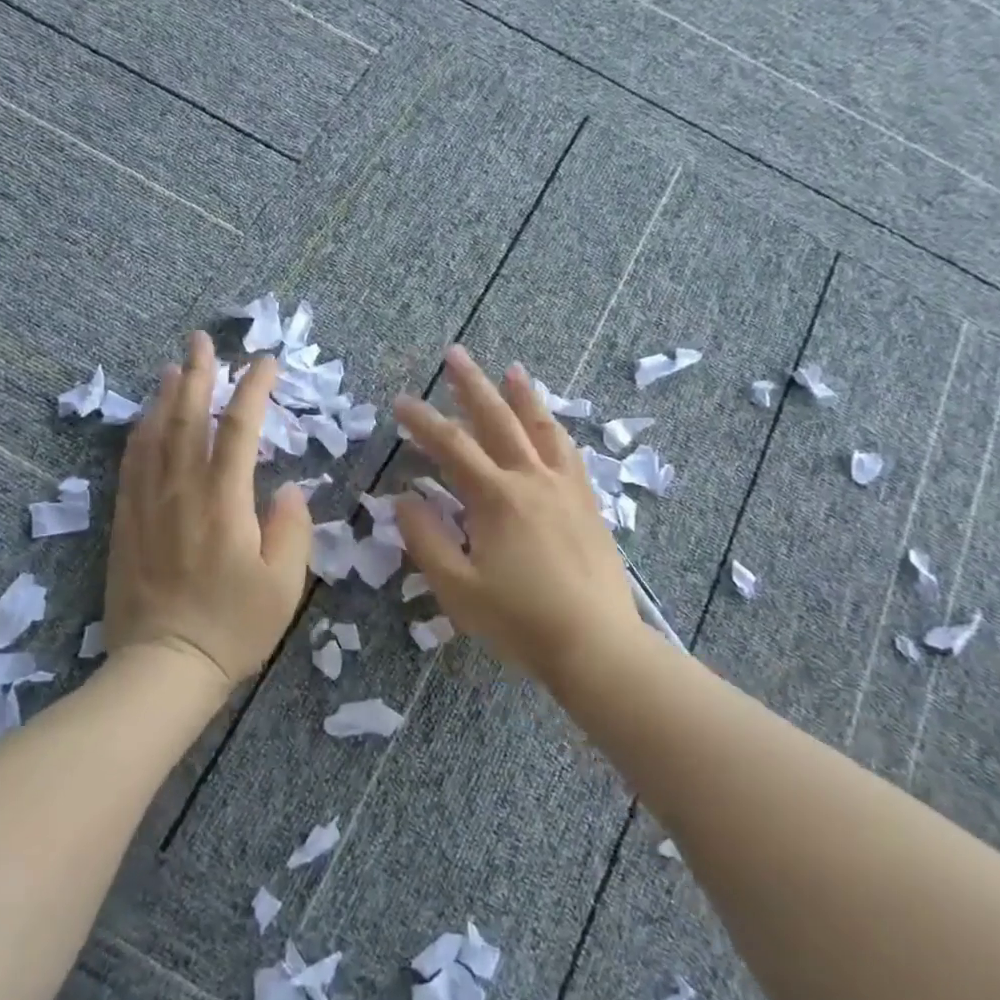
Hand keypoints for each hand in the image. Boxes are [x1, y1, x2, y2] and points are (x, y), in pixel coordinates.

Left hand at [104, 332, 312, 687]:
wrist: (164, 666)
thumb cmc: (234, 627)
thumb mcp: (284, 584)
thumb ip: (291, 528)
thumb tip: (287, 489)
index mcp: (224, 502)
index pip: (239, 430)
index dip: (254, 391)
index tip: (267, 363)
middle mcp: (181, 491)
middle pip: (187, 419)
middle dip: (199, 375)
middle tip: (202, 341)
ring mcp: (148, 505)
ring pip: (154, 435)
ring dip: (166, 397)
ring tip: (174, 368)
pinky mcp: (126, 522)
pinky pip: (130, 465)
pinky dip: (139, 434)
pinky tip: (144, 421)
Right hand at [393, 345, 642, 680]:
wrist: (596, 644)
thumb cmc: (520, 621)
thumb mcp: (458, 588)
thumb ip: (426, 539)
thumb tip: (404, 497)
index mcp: (496, 498)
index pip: (451, 447)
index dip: (423, 422)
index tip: (402, 401)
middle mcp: (532, 480)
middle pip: (498, 421)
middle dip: (472, 386)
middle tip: (455, 354)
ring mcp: (565, 489)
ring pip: (541, 428)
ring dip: (522, 396)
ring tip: (510, 369)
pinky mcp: (587, 504)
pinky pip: (569, 453)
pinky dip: (554, 430)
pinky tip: (550, 426)